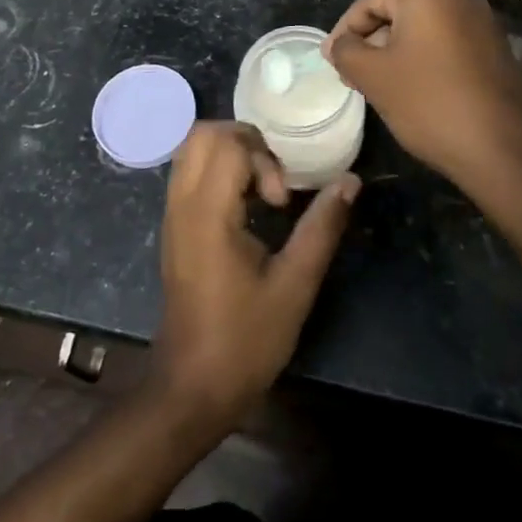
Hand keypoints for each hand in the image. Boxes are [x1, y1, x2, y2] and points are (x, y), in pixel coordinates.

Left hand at [154, 122, 359, 426]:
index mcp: (207, 213)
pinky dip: (217, 170)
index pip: (228, 143)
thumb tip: (350, 181)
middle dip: (246, 142)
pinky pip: (189, 172)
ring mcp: (172, 213)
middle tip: (274, 181)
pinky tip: (245, 206)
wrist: (192, 387)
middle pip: (204, 134)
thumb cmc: (245, 339)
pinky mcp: (173, 226)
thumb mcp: (295, 285)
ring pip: (192, 149)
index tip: (281, 202)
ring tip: (262, 191)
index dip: (263, 158)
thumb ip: (322, 226)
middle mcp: (182, 203)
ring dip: (231, 154)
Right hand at [325, 0, 521, 188]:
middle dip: (371, 40)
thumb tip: (338, 45)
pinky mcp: (497, 49)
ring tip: (381, 85)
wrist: (502, 150)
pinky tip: (416, 91)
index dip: (344, 29)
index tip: (331, 60)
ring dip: (397, 51)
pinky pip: (449, 44)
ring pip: (424, 29)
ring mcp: (483, 23)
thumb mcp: (373, 77)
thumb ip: (346, 52)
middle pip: (399, 10)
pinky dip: (425, 59)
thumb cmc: (429, 103)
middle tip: (352, 73)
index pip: (370, 0)